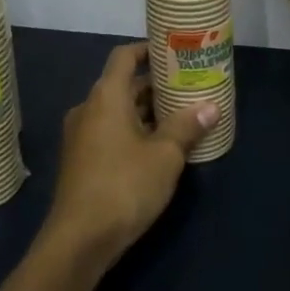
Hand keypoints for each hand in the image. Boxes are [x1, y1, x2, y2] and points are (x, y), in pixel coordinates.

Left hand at [42, 41, 216, 270]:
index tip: (173, 52)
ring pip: (117, 112)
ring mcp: (81, 137)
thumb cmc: (124, 186)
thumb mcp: (165, 156)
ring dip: (146, 112)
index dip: (147, 50)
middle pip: (123, 85)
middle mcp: (88, 109)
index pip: (124, 56)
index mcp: (106, 97)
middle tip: (188, 88)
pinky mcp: (80, 161)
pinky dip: (133, 132)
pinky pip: (110, 133)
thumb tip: (210, 106)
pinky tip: (159, 148)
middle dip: (155, 86)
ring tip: (181, 117)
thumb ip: (187, 127)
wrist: (79, 240)